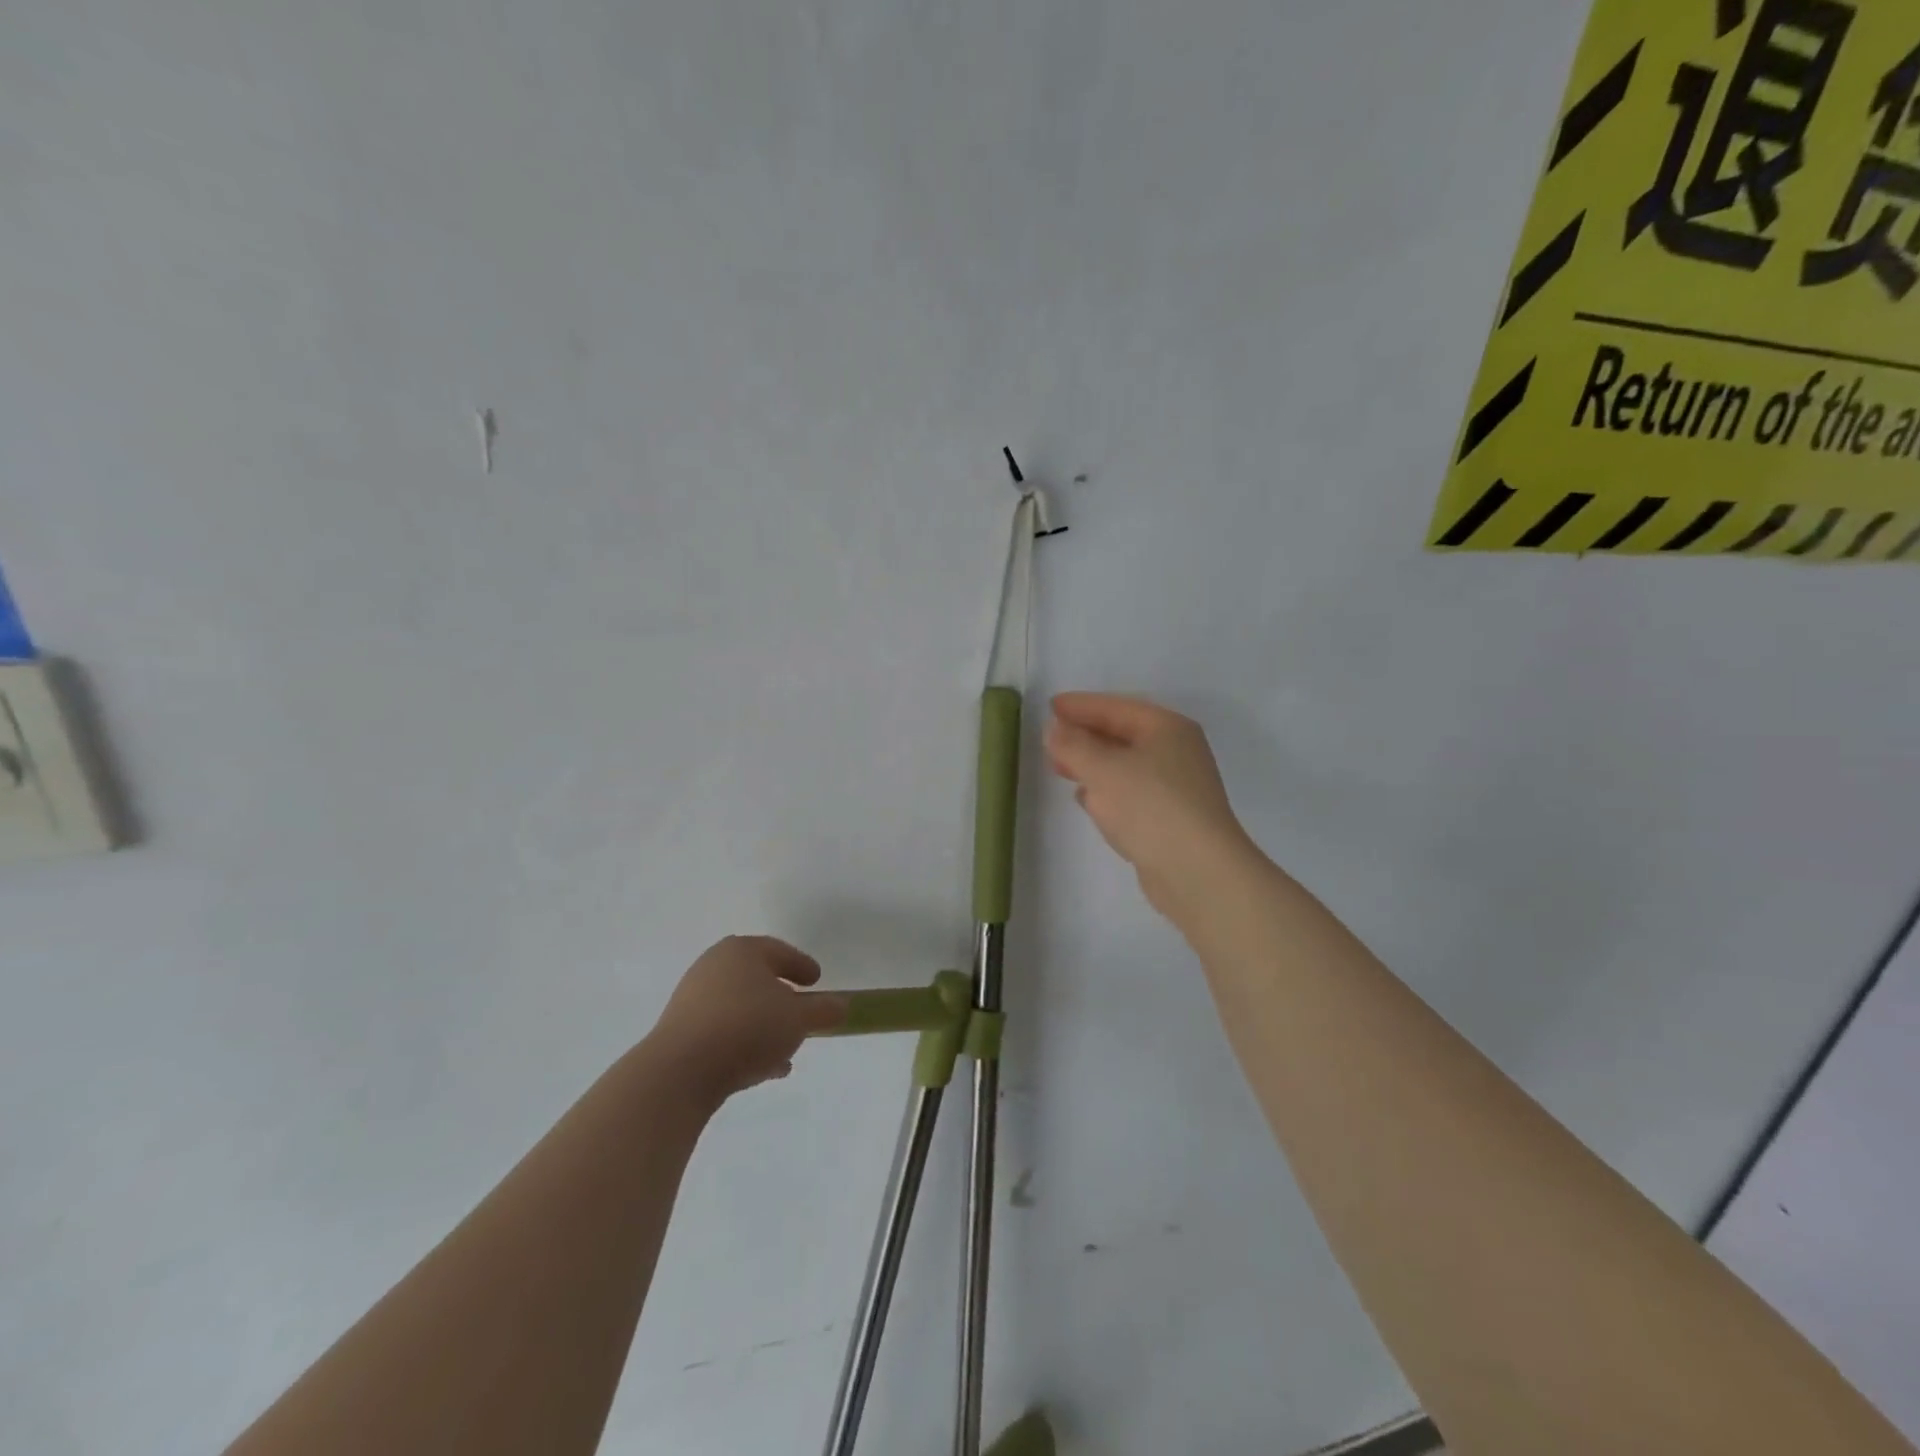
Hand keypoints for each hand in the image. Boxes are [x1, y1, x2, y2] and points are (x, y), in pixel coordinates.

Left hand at [647, 937, 846, 1107]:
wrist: (680, 1071)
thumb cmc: (747, 1028)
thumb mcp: (798, 1019)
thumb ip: (823, 1010)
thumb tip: (842, 1005)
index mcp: (743, 951)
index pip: (780, 951)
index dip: (802, 966)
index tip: (817, 981)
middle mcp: (714, 966)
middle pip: (757, 978)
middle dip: (780, 996)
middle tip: (801, 1011)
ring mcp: (692, 998)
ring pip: (739, 1007)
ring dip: (763, 1024)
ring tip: (786, 1049)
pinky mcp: (679, 1031)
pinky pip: (722, 1030)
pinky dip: (743, 1041)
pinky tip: (762, 1068)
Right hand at [1045, 693, 1257, 922]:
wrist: (1198, 872)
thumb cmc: (1150, 807)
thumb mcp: (1103, 769)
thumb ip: (1074, 745)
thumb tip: (1054, 729)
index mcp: (1167, 728)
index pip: (1116, 707)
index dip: (1081, 705)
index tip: (1050, 706)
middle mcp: (1176, 752)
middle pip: (1122, 735)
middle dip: (1085, 736)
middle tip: (1050, 739)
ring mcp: (1176, 787)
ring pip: (1125, 765)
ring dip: (1093, 764)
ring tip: (1061, 767)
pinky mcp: (1170, 818)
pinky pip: (1131, 793)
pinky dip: (1106, 790)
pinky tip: (1086, 798)